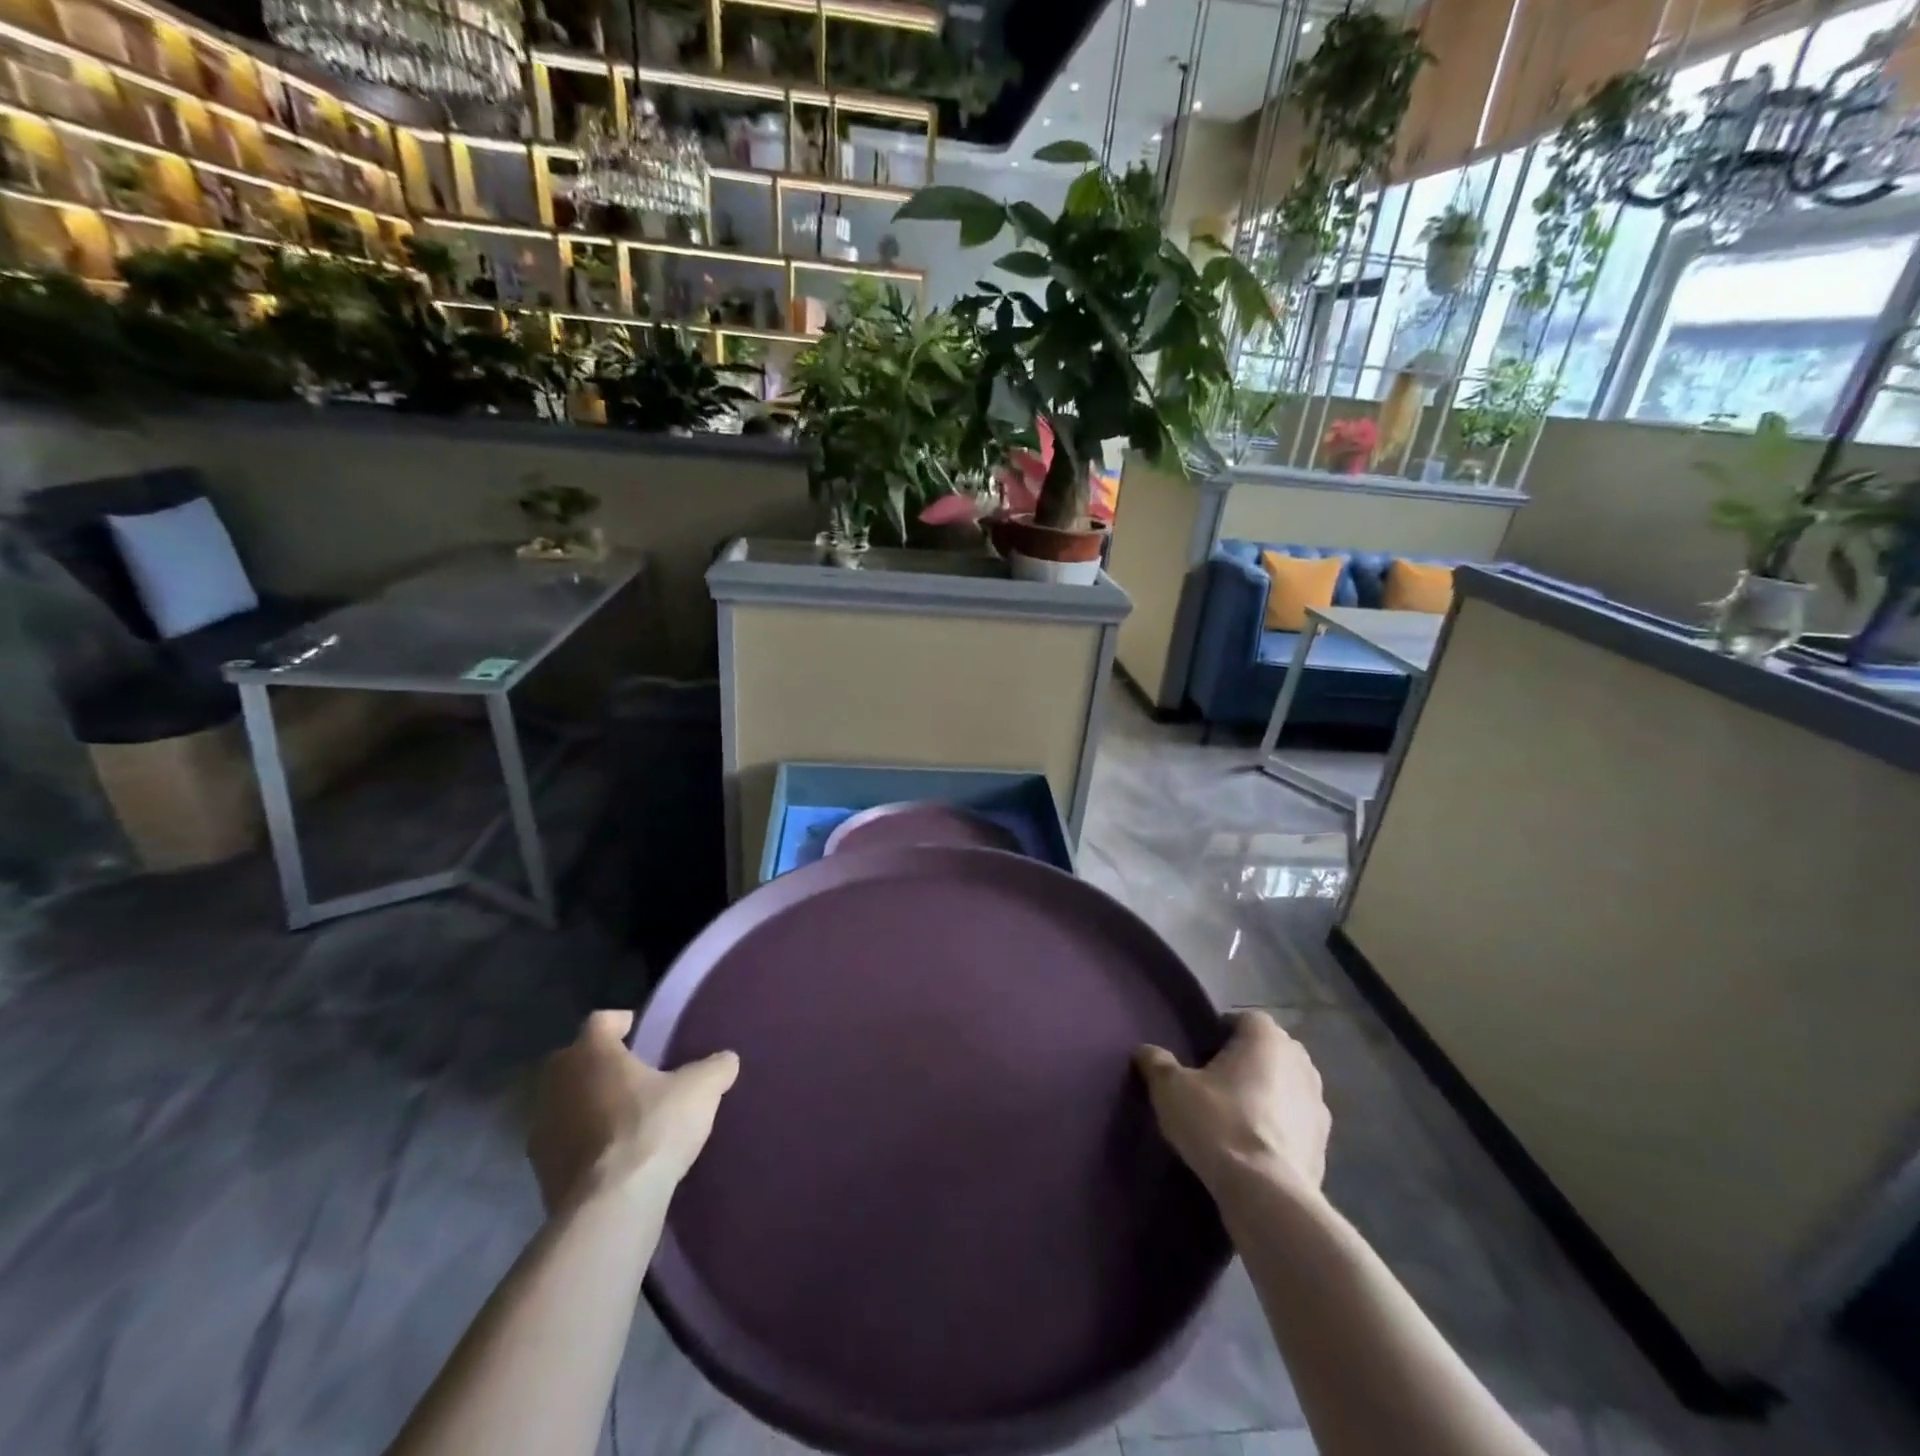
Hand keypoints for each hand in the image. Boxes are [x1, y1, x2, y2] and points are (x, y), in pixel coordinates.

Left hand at [528, 1010, 738, 1212]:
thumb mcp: (701, 1090)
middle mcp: (558, 1084)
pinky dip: (581, 1142)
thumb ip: (715, 1068)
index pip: (600, 1021)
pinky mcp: (540, 1172)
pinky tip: (610, 1154)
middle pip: (572, 1060)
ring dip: (585, 1104)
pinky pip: (562, 1143)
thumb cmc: (653, 1128)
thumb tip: (726, 1060)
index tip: (638, 1029)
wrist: (611, 1206)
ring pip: (563, 1103)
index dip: (620, 1022)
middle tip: (630, 1072)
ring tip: (621, 1116)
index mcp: (591, 1053)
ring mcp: (541, 1130)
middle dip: (597, 1062)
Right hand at [1136, 1010, 1329, 1199]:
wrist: (1266, 1194)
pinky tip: (1255, 1147)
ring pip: (1287, 1086)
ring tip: (1236, 1115)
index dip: (1222, 1031)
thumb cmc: (1218, 1124)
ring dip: (1268, 1094)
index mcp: (1266, 1038)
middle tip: (1215, 1081)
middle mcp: (1300, 1062)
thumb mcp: (1171, 1089)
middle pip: (1270, 1050)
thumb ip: (1157, 1063)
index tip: (1201, 1052)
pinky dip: (1280, 1127)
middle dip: (1247, 1060)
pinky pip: (1296, 1123)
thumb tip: (1146, 1051)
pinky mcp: (1325, 1144)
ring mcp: (1319, 1104)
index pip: (1245, 1019)